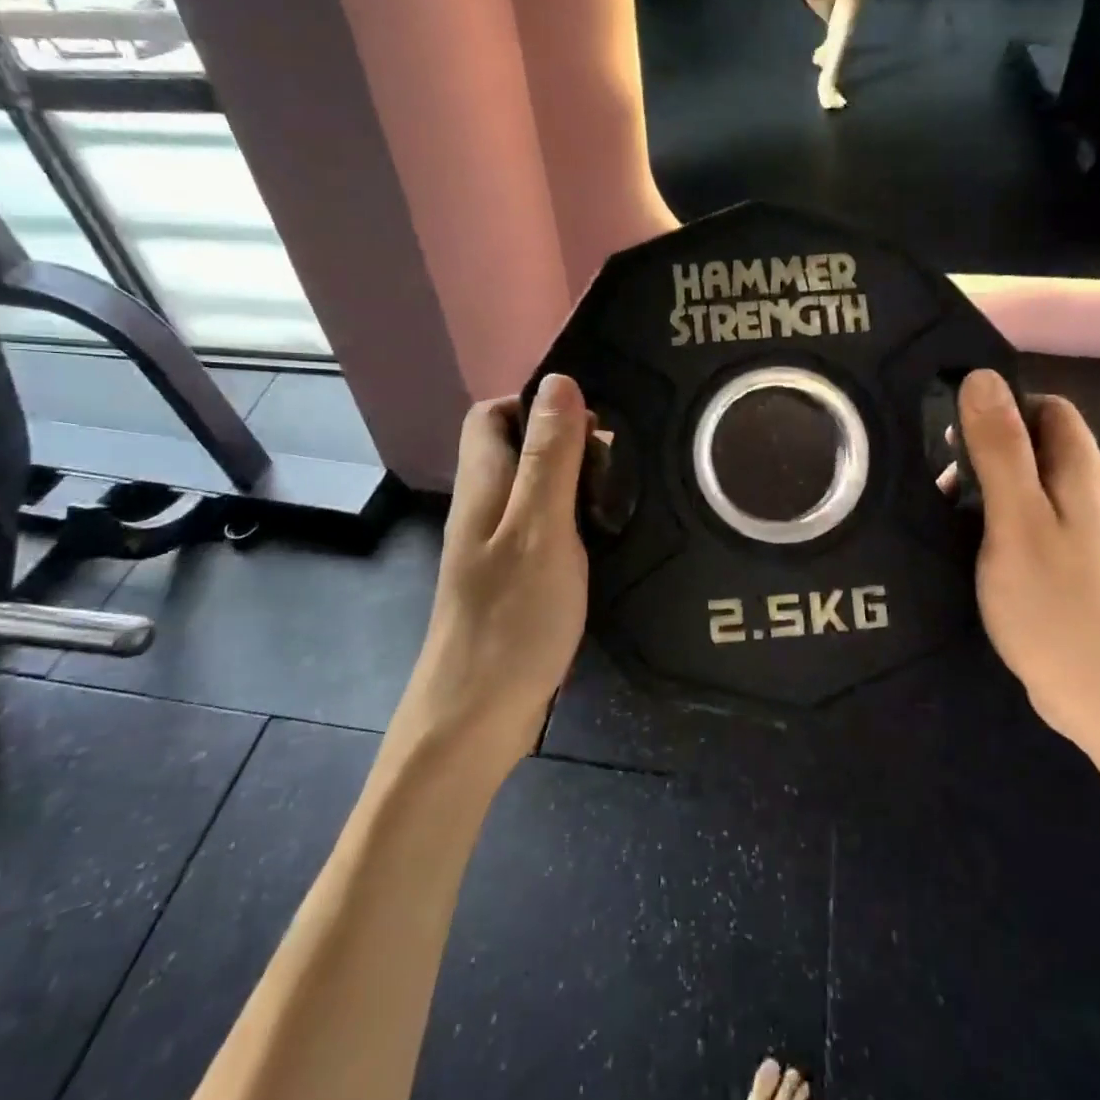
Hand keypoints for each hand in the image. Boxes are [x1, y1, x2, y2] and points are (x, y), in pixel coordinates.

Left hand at [401, 376, 590, 766]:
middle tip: (617, 459)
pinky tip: (606, 537)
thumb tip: (558, 381)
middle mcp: (484, 508)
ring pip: (533, 489)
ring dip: (574, 481)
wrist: (476, 717)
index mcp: (483, 484)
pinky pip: (543, 528)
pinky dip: (574, 520)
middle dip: (565, 440)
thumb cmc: (512, 616)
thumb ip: (550, 454)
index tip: (589, 417)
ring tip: (623, 492)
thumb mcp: (540, 525)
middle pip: (515, 448)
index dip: (534, 401)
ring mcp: (496, 547)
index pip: (490, 414)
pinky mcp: (514, 579)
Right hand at [956, 370, 1099, 749]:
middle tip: (943, 480)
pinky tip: (972, 545)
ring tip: (948, 513)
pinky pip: (1033, 518)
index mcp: (1082, 473)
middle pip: (1039, 443)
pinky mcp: (1074, 564)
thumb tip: (981, 377)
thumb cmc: (1055, 602)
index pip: (1048, 408)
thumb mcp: (1015, 518)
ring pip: (1032, 483)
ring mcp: (1086, 532)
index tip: (954, 434)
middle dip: (988, 448)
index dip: (1002, 407)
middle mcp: (1091, 493)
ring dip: (989, 485)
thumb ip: (999, 448)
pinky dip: (999, 518)